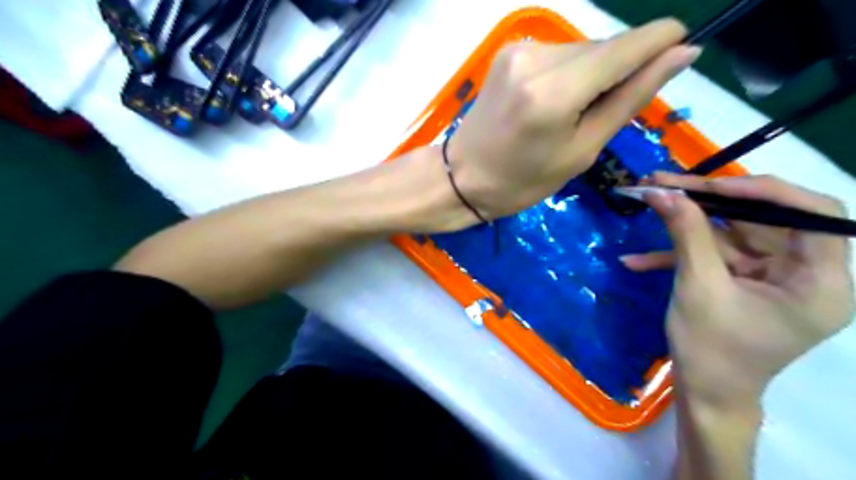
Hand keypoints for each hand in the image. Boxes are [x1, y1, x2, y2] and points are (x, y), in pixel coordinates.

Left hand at [450, 19, 698, 219]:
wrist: (463, 177)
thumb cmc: (523, 181)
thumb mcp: (582, 151)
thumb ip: (630, 98)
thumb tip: (682, 53)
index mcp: (555, 92)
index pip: (628, 45)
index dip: (662, 42)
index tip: (680, 53)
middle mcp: (536, 57)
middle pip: (605, 47)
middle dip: (619, 71)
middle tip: (601, 113)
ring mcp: (519, 50)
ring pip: (582, 49)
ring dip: (592, 74)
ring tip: (569, 114)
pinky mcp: (508, 51)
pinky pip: (558, 53)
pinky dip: (568, 73)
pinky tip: (552, 102)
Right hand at [623, 175, 854, 477]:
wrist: (703, 394)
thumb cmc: (712, 350)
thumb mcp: (698, 288)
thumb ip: (686, 234)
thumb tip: (662, 192)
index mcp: (820, 282)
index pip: (815, 214)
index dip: (767, 191)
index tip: (712, 184)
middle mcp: (803, 273)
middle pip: (763, 217)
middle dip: (708, 200)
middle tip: (664, 183)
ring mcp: (770, 276)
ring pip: (731, 232)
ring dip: (685, 221)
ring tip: (646, 201)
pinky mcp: (742, 280)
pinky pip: (714, 255)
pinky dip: (677, 255)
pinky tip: (637, 261)